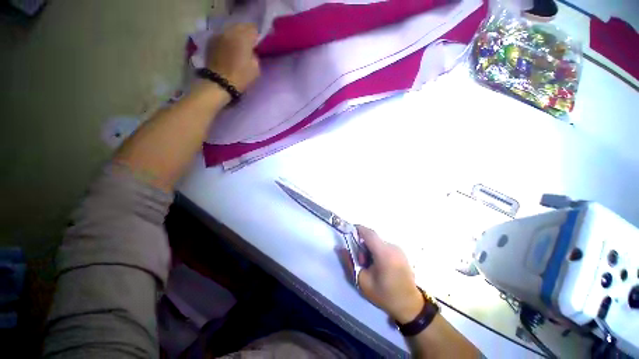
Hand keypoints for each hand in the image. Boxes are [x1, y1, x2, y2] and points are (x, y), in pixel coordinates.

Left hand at [205, 23, 260, 92]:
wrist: (219, 83)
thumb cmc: (240, 77)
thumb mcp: (256, 68)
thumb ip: (255, 55)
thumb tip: (251, 51)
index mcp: (243, 37)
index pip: (253, 28)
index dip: (256, 36)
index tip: (257, 45)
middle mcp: (230, 31)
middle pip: (241, 27)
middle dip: (245, 35)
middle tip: (248, 46)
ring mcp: (219, 35)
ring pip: (230, 31)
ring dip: (235, 37)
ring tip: (237, 48)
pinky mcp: (211, 41)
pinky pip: (222, 36)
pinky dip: (226, 41)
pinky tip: (228, 50)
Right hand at [356, 225, 424, 323]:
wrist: (410, 306)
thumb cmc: (384, 295)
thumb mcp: (362, 281)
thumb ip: (349, 262)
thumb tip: (339, 248)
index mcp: (384, 254)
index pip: (369, 233)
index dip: (357, 229)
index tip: (349, 232)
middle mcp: (393, 247)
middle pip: (372, 238)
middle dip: (362, 245)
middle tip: (360, 260)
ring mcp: (398, 249)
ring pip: (378, 242)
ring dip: (370, 249)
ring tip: (370, 265)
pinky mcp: (401, 252)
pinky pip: (384, 246)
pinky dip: (377, 251)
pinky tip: (379, 266)